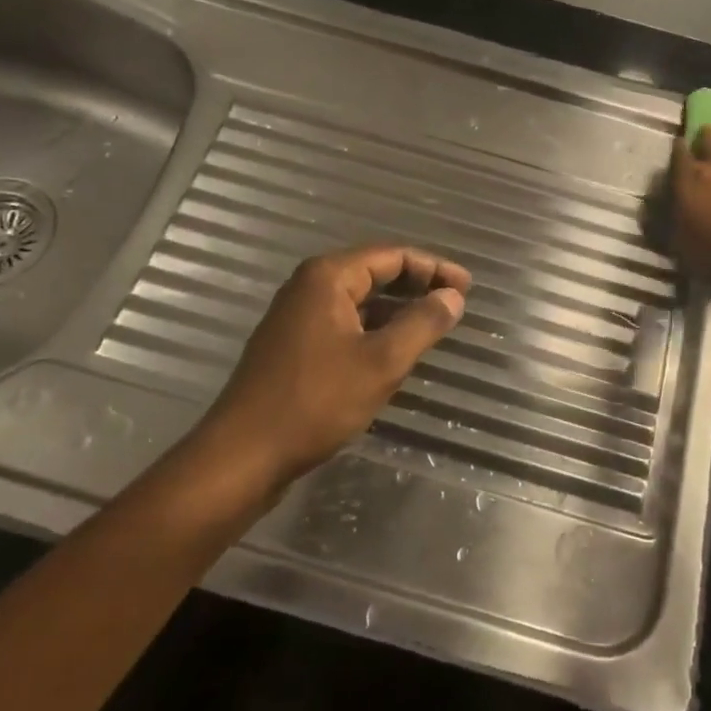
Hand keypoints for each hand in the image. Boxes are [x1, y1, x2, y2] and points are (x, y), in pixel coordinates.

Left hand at [194, 245, 471, 488]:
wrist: (244, 455)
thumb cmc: (316, 401)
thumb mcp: (382, 362)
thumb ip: (422, 323)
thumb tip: (453, 296)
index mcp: (328, 277)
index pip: (392, 256)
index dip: (434, 268)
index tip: (467, 287)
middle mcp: (309, 287)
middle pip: (374, 272)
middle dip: (417, 284)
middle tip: (455, 301)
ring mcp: (297, 316)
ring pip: (359, 300)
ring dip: (396, 308)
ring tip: (432, 324)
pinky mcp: (293, 346)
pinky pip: (344, 323)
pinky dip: (374, 328)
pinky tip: (393, 349)